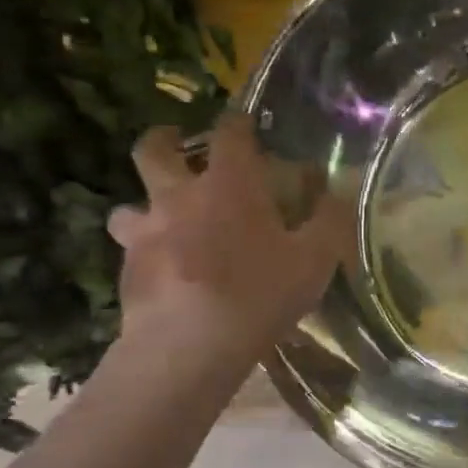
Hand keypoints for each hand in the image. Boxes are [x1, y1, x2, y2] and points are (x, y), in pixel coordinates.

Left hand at [108, 114, 351, 355]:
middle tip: (174, 144)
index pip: (229, 133)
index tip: (243, 122)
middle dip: (162, 140)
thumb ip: (330, 220)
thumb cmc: (259, 294)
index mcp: (229, 185)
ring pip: (128, 205)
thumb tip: (340, 191)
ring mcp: (146, 233)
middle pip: (153, 151)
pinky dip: (144, 252)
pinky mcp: (127, 270)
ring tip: (161, 221)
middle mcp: (180, 197)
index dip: (237, 122)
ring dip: (143, 206)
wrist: (189, 346)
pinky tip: (162, 272)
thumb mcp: (315, 259)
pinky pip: (130, 250)